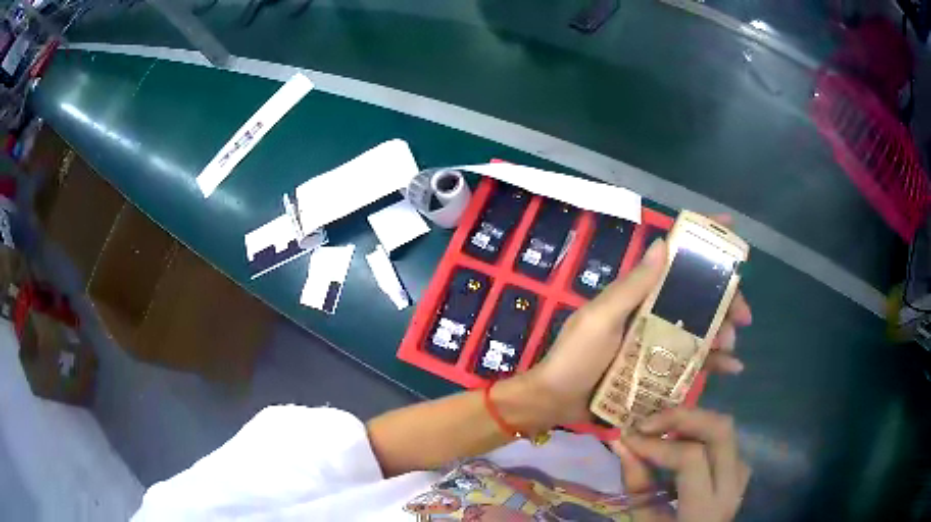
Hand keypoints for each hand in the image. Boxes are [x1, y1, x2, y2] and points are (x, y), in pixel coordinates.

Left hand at [522, 215, 750, 425]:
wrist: (555, 402)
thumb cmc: (575, 358)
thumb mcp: (601, 319)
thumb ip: (632, 287)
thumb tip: (662, 244)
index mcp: (638, 294)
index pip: (673, 259)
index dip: (701, 241)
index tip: (731, 227)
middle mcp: (652, 312)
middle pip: (697, 296)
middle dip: (725, 300)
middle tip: (743, 316)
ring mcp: (658, 341)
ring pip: (701, 327)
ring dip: (722, 331)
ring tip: (731, 345)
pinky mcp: (659, 368)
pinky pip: (692, 360)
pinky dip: (714, 361)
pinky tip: (732, 367)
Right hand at [610, 408, 750, 521]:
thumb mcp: (644, 520)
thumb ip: (636, 485)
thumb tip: (622, 444)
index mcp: (705, 508)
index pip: (690, 458)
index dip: (658, 444)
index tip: (629, 438)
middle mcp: (731, 487)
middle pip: (720, 430)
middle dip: (683, 417)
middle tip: (649, 422)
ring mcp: (741, 475)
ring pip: (724, 429)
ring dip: (692, 423)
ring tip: (662, 430)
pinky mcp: (740, 468)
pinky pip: (724, 440)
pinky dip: (700, 434)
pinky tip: (679, 442)